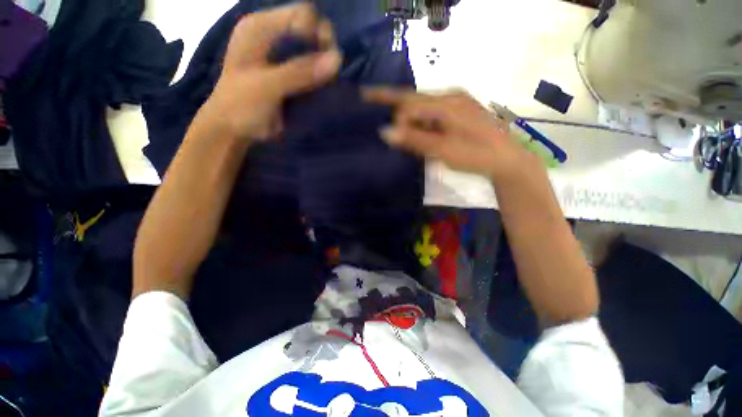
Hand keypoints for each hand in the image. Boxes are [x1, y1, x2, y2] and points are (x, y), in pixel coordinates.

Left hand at [201, 4, 341, 140]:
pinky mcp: (290, 76)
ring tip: (328, 82)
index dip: (318, 32)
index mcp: (260, 28)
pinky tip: (324, 88)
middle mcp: (274, 36)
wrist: (233, 130)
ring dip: (325, 65)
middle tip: (330, 72)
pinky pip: (312, 71)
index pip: (301, 14)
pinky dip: (321, 78)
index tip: (325, 58)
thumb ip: (299, 72)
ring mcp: (282, 57)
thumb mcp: (267, 86)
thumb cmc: (241, 105)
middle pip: (311, 30)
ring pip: (314, 52)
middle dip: (325, 48)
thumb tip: (337, 59)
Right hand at [364, 89, 528, 179]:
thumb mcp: (443, 150)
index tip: (372, 113)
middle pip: (414, 99)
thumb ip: (414, 140)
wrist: (506, 159)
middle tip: (375, 111)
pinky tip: (415, 131)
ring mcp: (456, 104)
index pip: (408, 100)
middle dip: (394, 107)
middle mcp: (450, 97)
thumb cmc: (475, 156)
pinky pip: (432, 113)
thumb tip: (385, 132)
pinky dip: (420, 122)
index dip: (387, 105)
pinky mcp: (459, 113)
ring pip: (423, 107)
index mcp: (447, 103)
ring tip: (394, 127)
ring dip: (408, 118)